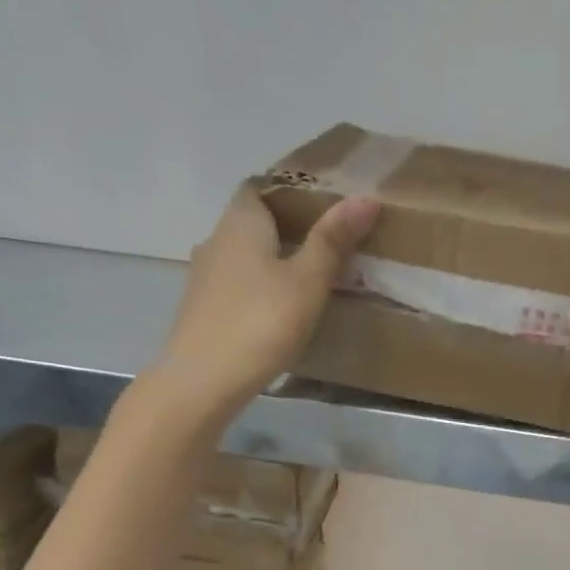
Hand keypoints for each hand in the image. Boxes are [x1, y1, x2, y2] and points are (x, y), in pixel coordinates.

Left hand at [147, 181, 379, 423]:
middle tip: (328, 246)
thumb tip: (366, 198)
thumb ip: (333, 241)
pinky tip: (279, 312)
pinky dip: (258, 290)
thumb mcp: (307, 282)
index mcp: (241, 222)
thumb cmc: (260, 322)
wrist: (203, 381)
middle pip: (253, 223)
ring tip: (309, 280)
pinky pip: (237, 287)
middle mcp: (216, 240)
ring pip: (244, 258)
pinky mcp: (202, 311)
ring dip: (272, 263)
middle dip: (287, 230)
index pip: (261, 187)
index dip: (291, 191)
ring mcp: (204, 277)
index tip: (324, 207)